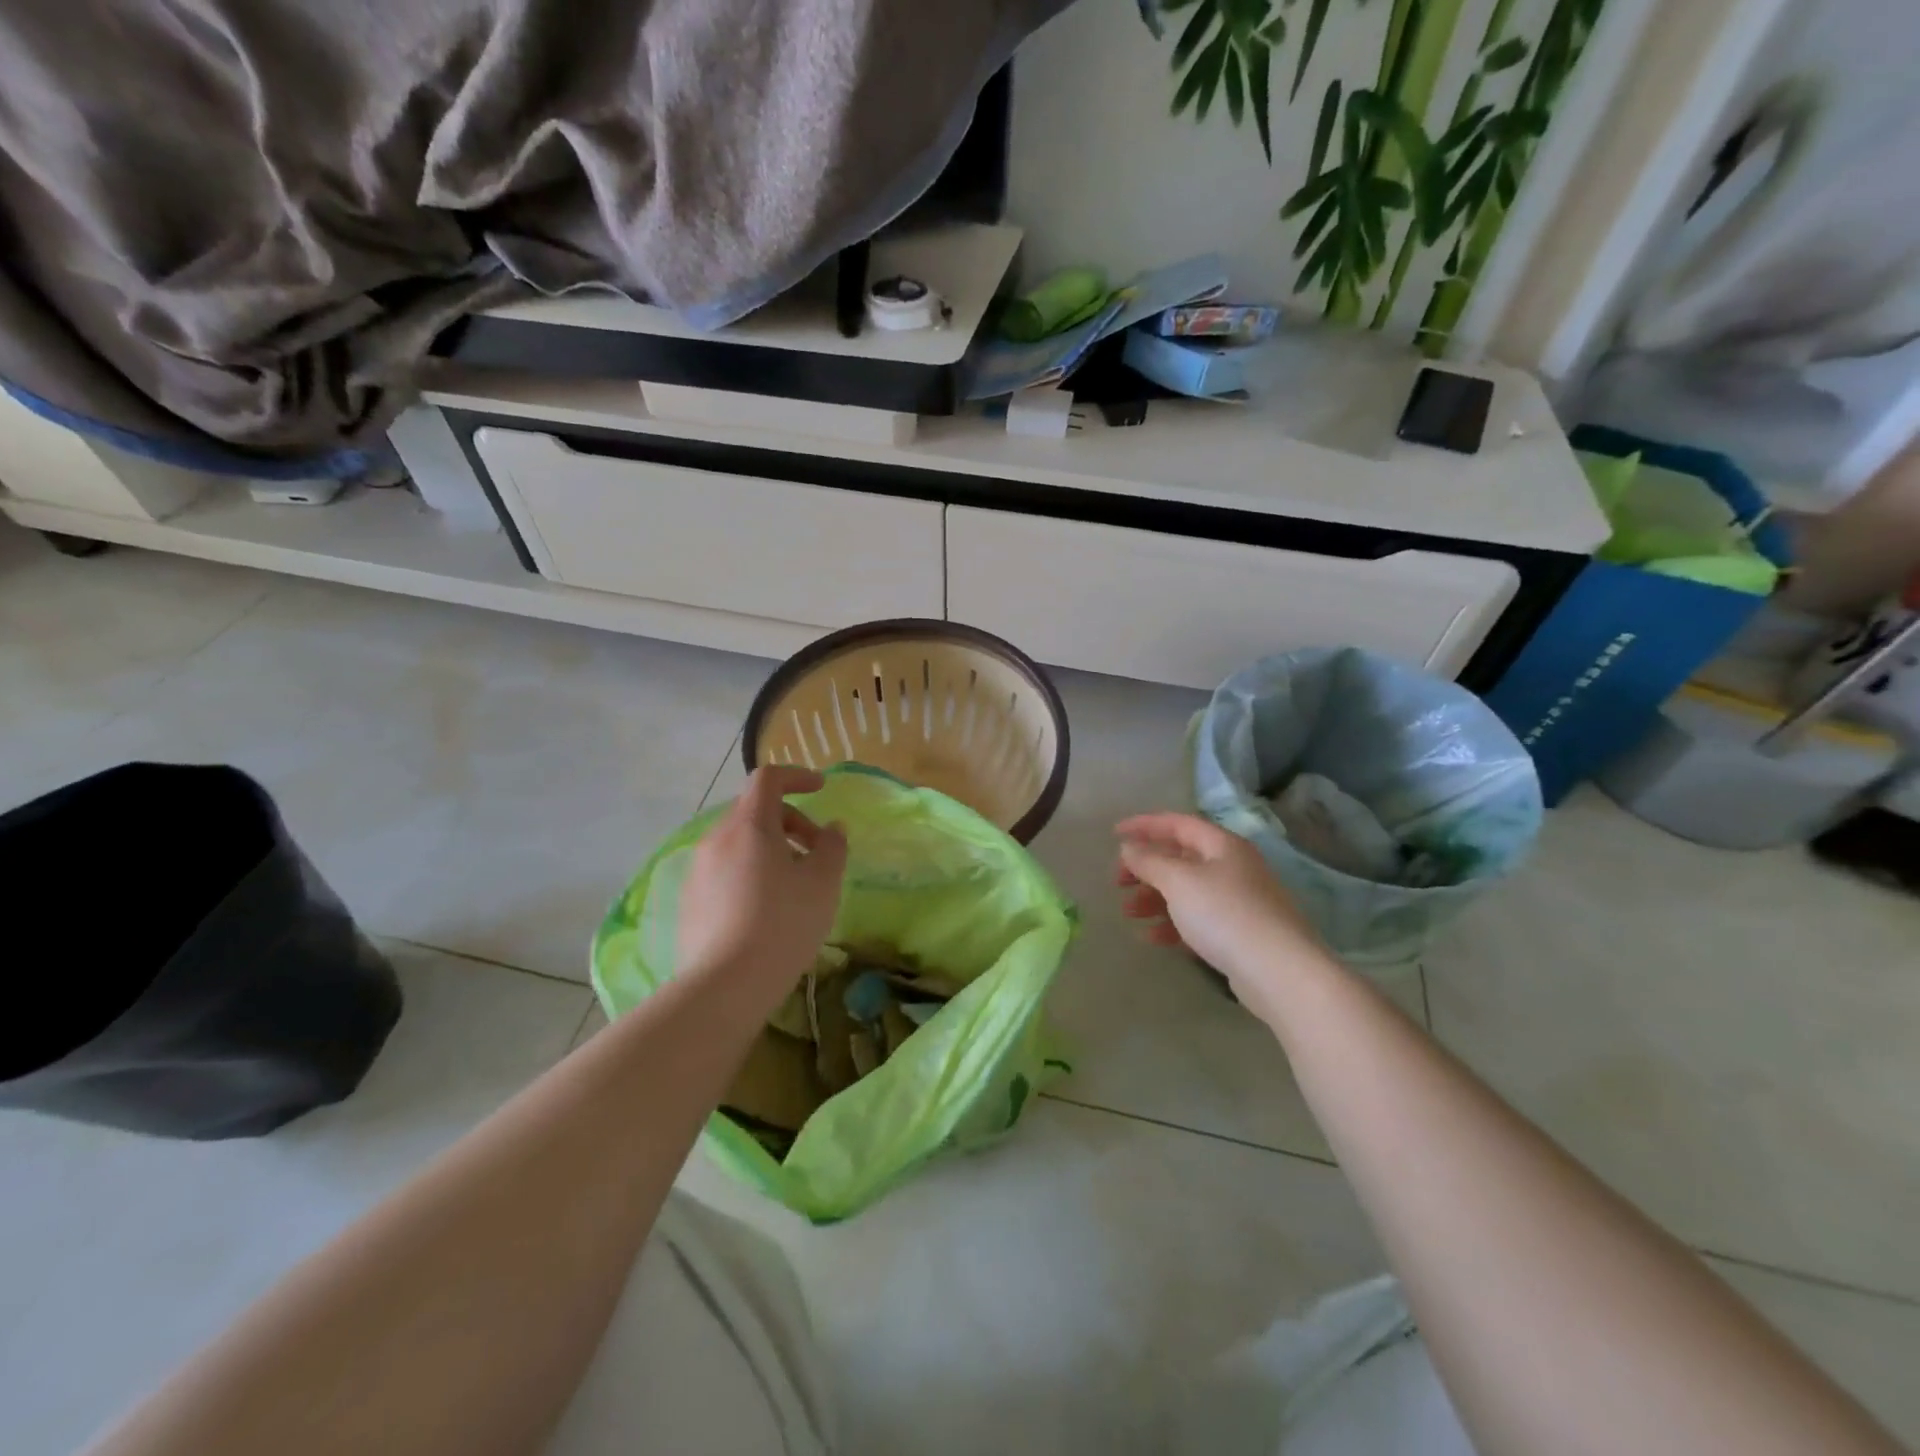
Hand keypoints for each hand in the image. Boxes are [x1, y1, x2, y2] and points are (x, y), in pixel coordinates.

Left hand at [677, 766, 847, 1012]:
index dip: (797, 776)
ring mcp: (698, 870)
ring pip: (738, 843)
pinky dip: (750, 872)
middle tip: (817, 852)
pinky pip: (724, 870)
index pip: (768, 779)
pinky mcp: (689, 901)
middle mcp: (717, 839)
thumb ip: (832, 846)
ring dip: (770, 849)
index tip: (821, 789)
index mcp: (749, 825)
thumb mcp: (823, 883)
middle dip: (790, 821)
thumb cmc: (783, 924)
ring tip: (794, 885)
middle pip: (755, 811)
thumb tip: (832, 829)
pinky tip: (765, 911)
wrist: (725, 986)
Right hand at [1115, 812, 1328, 1018]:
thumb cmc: (1225, 914)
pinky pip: (1198, 919)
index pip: (1177, 823)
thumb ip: (1149, 861)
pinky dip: (1172, 924)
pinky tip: (1152, 938)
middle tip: (1118, 883)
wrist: (1280, 972)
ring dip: (1155, 898)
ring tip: (1129, 913)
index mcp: (1222, 845)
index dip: (1144, 825)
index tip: (1114, 834)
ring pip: (1187, 890)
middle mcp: (1233, 867)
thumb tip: (1128, 848)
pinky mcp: (1240, 933)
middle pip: (1181, 858)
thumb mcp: (1178, 881)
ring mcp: (1239, 901)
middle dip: (1146, 868)